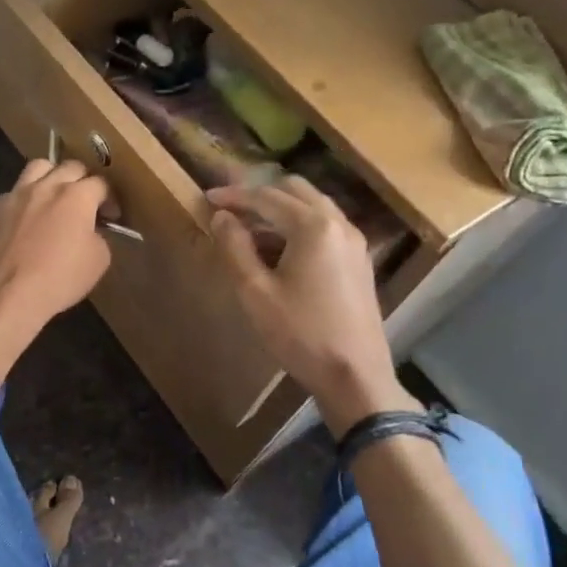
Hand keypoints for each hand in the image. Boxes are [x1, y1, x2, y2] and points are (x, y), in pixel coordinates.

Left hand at [0, 157, 112, 331]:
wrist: (3, 294)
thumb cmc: (58, 279)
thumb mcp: (98, 262)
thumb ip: (99, 237)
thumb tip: (90, 231)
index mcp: (76, 197)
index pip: (101, 183)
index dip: (109, 199)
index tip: (110, 216)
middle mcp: (45, 187)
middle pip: (70, 167)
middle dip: (82, 181)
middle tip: (84, 203)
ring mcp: (14, 195)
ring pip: (37, 168)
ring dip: (50, 177)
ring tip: (52, 198)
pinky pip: (12, 195)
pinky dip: (23, 202)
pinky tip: (23, 222)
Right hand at [208, 177, 416, 434]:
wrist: (355, 375)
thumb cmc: (300, 334)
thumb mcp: (255, 292)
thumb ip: (235, 248)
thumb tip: (221, 217)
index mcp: (313, 226)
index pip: (266, 197)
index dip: (234, 196)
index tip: (207, 197)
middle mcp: (339, 224)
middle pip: (295, 191)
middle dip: (260, 195)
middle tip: (229, 209)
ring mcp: (354, 242)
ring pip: (313, 207)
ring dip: (280, 210)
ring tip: (249, 230)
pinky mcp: (359, 261)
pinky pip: (325, 226)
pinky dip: (299, 226)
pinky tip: (279, 250)